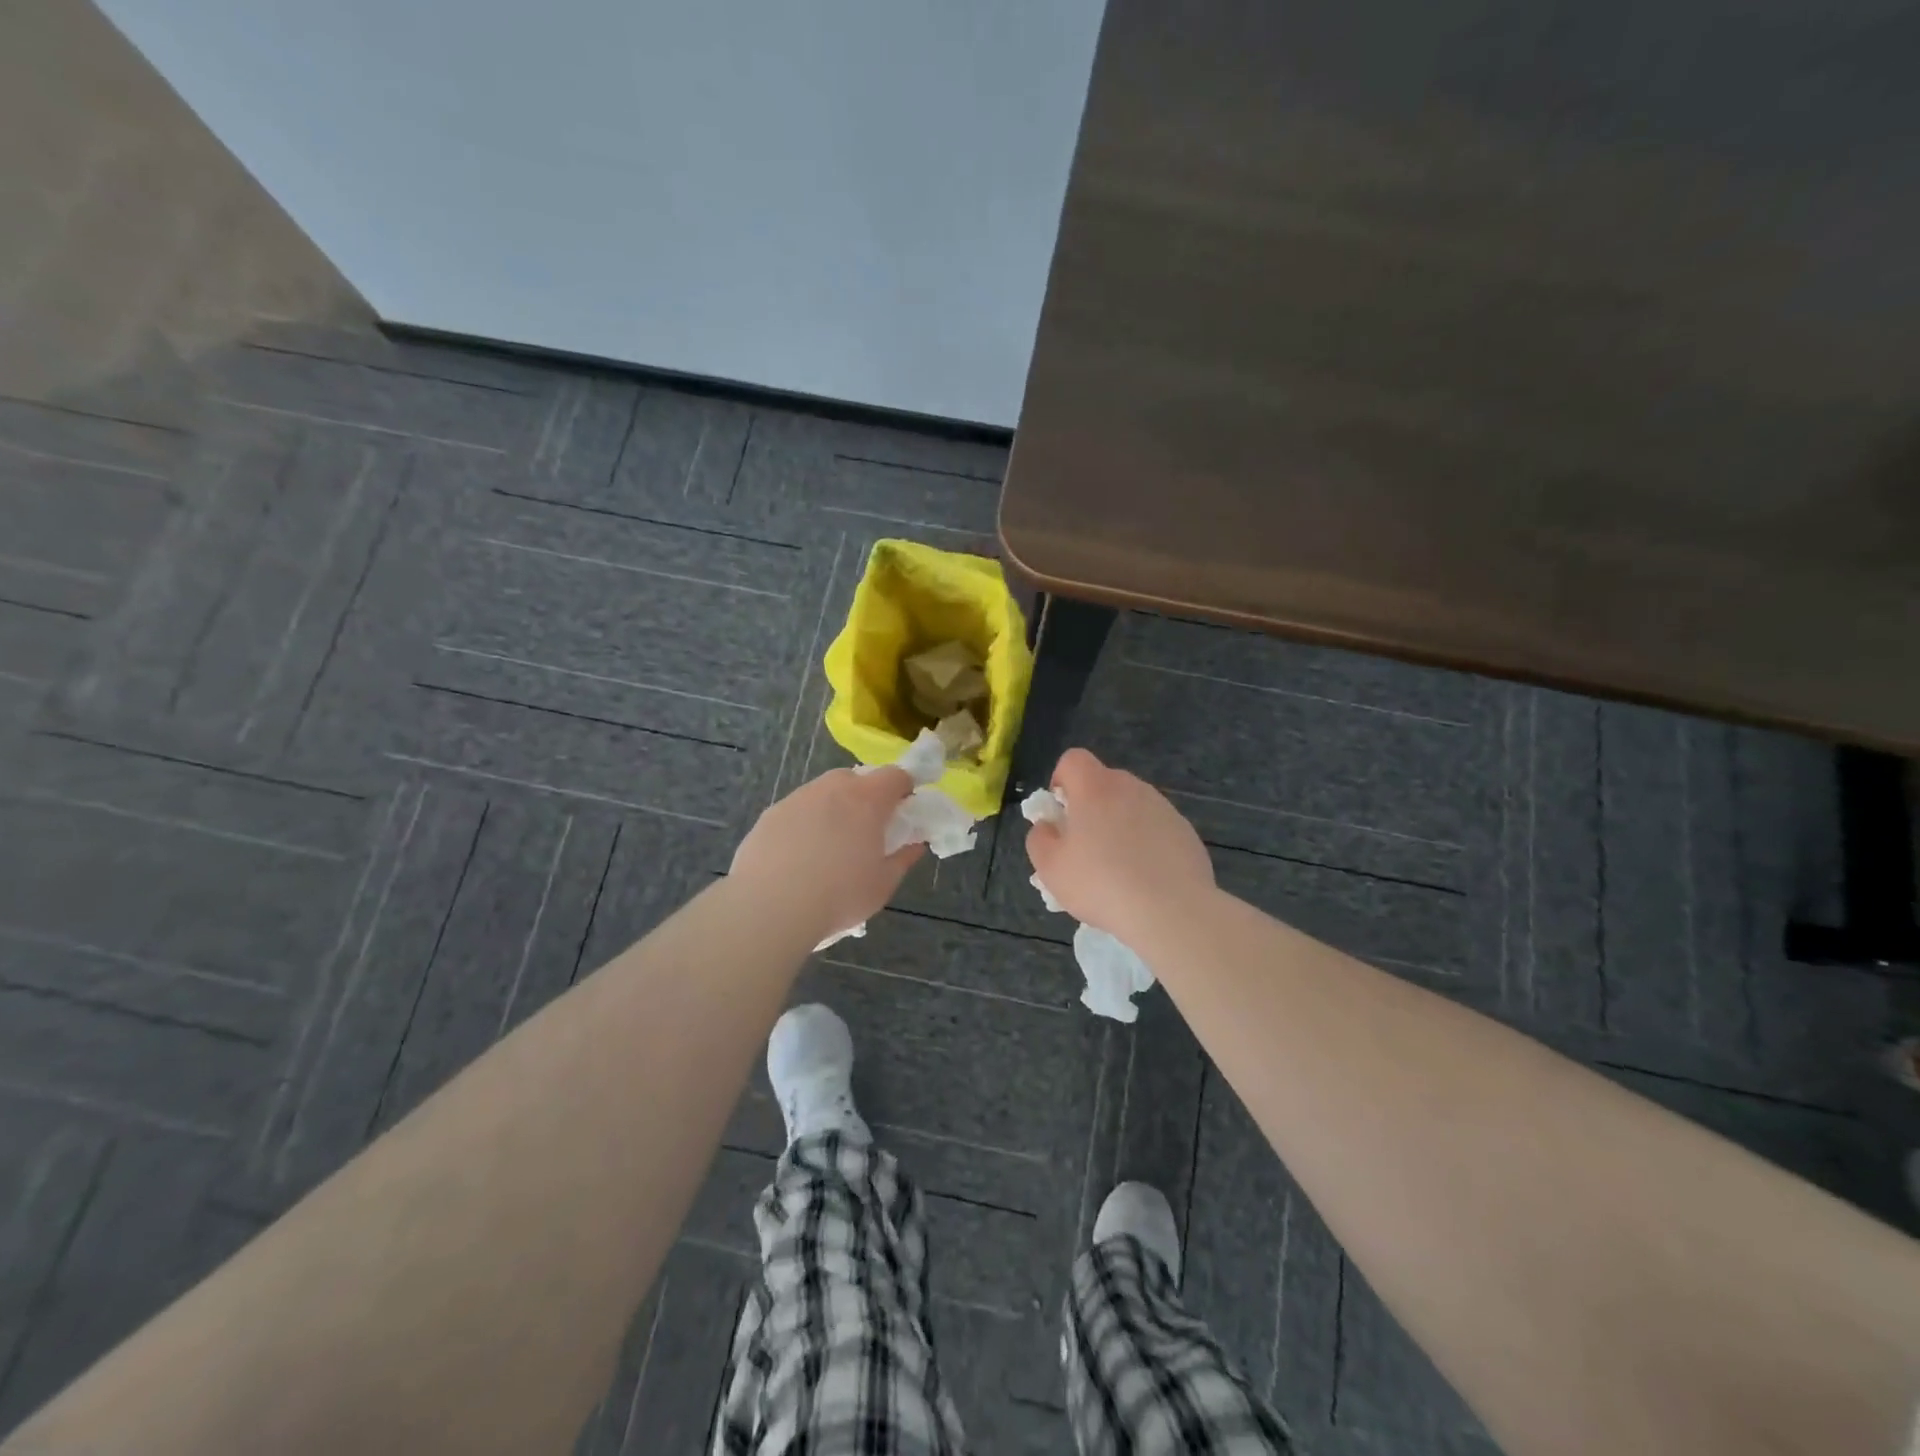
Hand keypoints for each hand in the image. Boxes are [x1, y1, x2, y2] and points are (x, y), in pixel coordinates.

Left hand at [729, 767, 923, 942]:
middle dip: (866, 796)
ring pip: (823, 792)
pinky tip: (798, 856)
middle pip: (856, 778)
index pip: (895, 775)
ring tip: (829, 846)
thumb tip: (915, 845)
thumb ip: (902, 859)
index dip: (904, 788)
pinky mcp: (771, 814)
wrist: (770, 907)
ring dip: (833, 808)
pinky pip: (797, 810)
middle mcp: (832, 788)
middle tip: (866, 831)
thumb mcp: (882, 884)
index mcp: (867, 799)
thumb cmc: (839, 895)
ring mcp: (798, 798)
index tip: (904, 811)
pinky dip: (805, 823)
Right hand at [1024, 748, 1215, 944]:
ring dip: (1120, 825)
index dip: (1061, 780)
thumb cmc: (1100, 884)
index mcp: (1095, 788)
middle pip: (1103, 783)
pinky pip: (1155, 827)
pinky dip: (1146, 843)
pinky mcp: (1185, 831)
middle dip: (1090, 806)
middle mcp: (1131, 787)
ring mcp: (1163, 807)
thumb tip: (1048, 826)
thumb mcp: (1050, 867)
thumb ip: (1040, 838)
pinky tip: (1145, 878)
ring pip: (1131, 806)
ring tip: (1117, 869)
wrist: (1170, 911)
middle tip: (1085, 846)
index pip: (1073, 759)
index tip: (1061, 814)